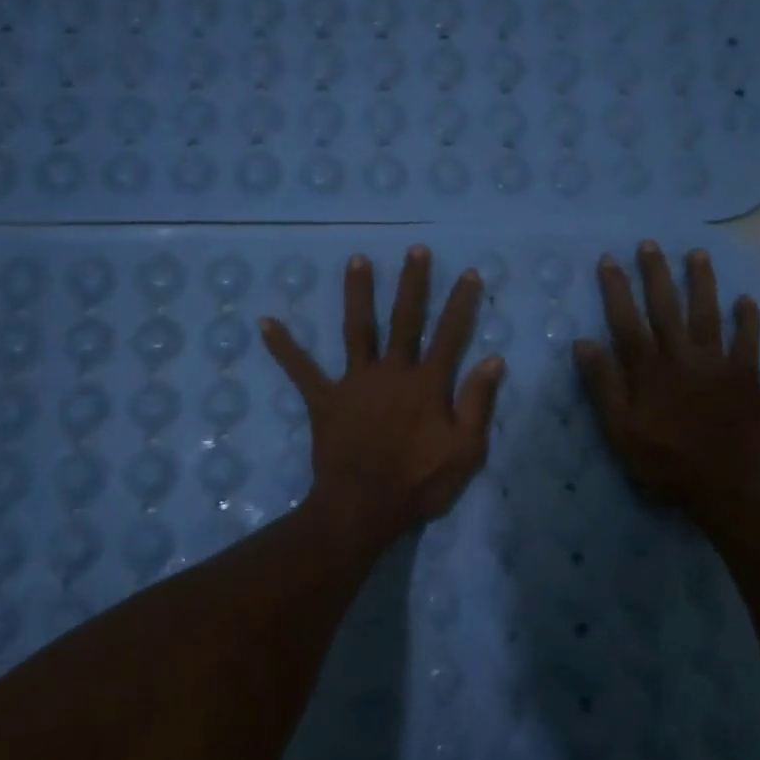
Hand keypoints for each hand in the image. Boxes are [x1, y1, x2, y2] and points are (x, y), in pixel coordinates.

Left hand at [261, 246, 505, 548]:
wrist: (363, 508)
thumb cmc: (419, 483)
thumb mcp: (466, 450)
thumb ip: (478, 403)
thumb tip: (494, 359)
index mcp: (427, 384)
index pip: (449, 335)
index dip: (460, 304)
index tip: (467, 273)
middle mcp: (391, 372)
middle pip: (404, 320)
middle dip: (412, 283)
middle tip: (414, 251)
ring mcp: (355, 383)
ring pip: (357, 329)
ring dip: (358, 294)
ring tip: (356, 260)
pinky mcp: (325, 400)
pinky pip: (301, 371)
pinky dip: (284, 348)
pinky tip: (265, 323)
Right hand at [574, 241, 759, 519]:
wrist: (724, 485)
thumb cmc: (664, 461)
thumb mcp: (620, 429)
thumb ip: (603, 385)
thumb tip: (584, 342)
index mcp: (649, 369)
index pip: (627, 320)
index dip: (617, 289)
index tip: (609, 260)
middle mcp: (682, 356)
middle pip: (666, 307)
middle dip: (656, 274)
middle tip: (649, 245)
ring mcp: (717, 363)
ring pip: (708, 313)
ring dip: (702, 282)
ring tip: (697, 254)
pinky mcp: (745, 375)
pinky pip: (748, 340)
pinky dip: (748, 319)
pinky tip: (745, 300)